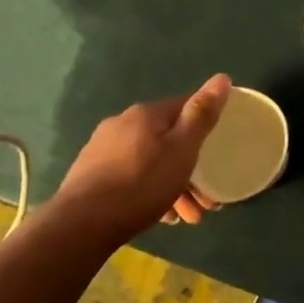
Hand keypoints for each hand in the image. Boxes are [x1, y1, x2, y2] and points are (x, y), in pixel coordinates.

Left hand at [51, 74, 231, 239]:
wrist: (81, 225)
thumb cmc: (141, 184)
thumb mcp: (182, 149)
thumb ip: (202, 115)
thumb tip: (222, 78)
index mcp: (145, 114)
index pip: (184, 108)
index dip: (205, 126)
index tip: (220, 151)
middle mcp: (121, 124)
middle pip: (167, 140)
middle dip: (190, 168)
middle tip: (206, 200)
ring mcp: (101, 150)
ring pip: (149, 162)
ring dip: (172, 185)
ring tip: (185, 217)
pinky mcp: (89, 176)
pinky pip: (131, 177)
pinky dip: (149, 191)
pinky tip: (159, 216)